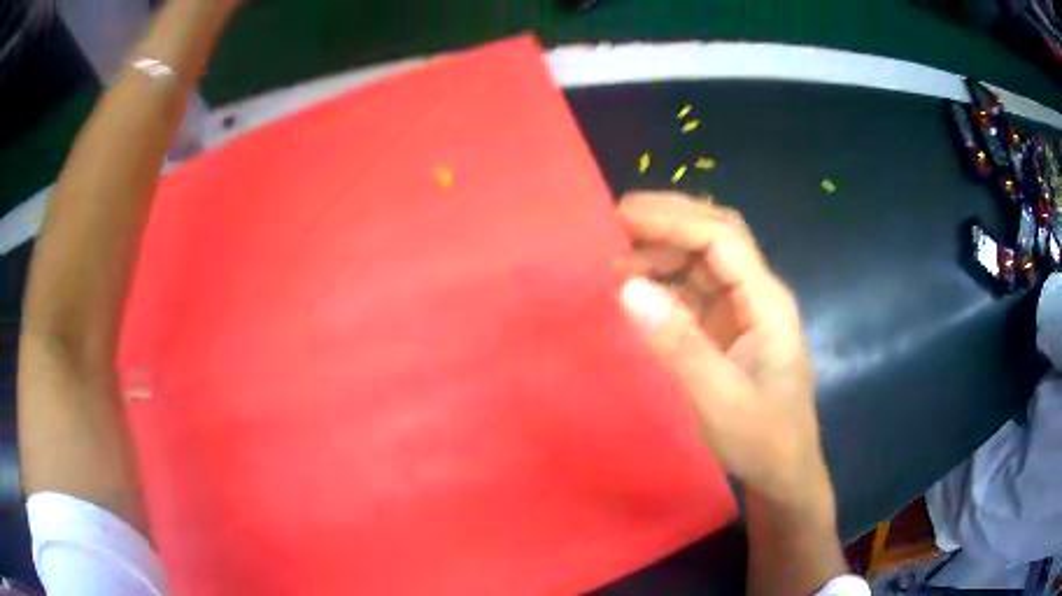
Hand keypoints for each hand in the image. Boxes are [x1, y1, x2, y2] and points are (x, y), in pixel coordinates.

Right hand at [616, 192, 832, 510]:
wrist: (784, 474)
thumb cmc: (763, 440)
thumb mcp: (720, 400)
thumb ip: (680, 344)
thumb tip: (629, 288)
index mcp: (767, 302)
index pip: (722, 239)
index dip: (674, 220)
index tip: (623, 217)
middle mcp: (758, 295)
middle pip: (717, 236)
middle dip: (670, 220)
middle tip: (616, 220)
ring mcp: (743, 311)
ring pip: (705, 259)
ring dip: (665, 248)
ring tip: (618, 255)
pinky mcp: (728, 329)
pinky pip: (695, 290)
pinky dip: (665, 280)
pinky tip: (638, 288)